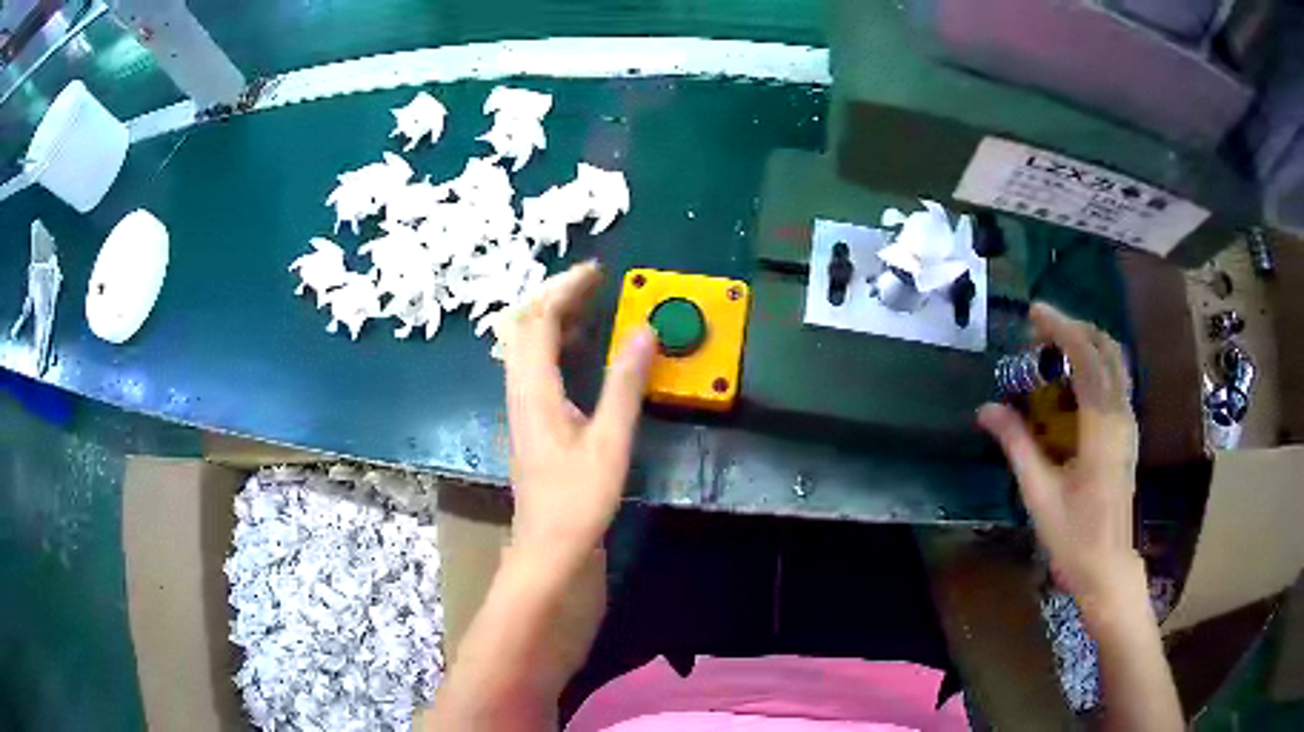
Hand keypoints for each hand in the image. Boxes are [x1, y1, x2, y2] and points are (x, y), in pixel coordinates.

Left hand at [498, 261, 656, 564]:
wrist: (549, 548)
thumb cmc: (579, 500)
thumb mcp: (610, 441)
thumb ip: (625, 384)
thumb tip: (645, 331)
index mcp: (534, 390)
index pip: (539, 319)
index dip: (565, 289)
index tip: (598, 272)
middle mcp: (519, 390)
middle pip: (522, 325)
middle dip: (555, 296)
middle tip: (593, 285)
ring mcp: (521, 406)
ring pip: (525, 345)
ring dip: (553, 317)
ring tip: (590, 305)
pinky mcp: (530, 420)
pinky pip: (534, 365)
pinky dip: (555, 343)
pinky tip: (580, 350)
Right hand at [978, 303, 1143, 613]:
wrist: (1108, 567)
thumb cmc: (1073, 536)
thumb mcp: (1039, 493)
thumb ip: (1017, 444)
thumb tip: (986, 408)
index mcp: (1102, 428)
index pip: (1087, 359)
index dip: (1062, 328)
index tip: (1033, 313)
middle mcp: (1121, 416)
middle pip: (1108, 349)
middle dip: (1075, 328)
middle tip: (1041, 328)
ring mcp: (1129, 423)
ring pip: (1116, 362)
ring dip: (1087, 342)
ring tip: (1054, 345)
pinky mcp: (1128, 433)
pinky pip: (1116, 380)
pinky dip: (1095, 363)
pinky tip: (1072, 377)